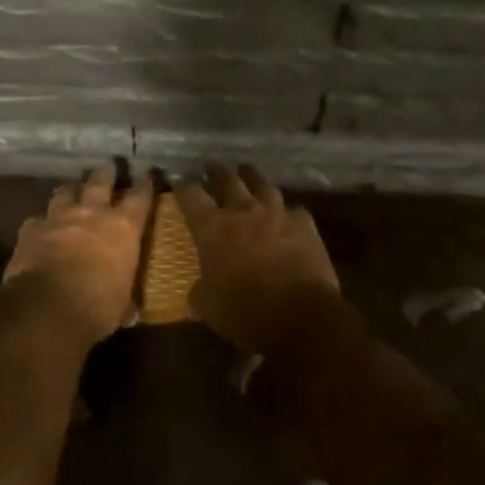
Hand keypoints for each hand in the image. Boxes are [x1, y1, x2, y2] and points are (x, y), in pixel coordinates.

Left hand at [2, 165, 152, 343]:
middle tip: (108, 166)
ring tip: (73, 189)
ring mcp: (59, 217)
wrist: (46, 307)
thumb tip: (131, 311)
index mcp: (123, 228)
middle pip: (100, 182)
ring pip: (66, 192)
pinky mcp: (31, 229)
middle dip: (106, 173)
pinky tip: (41, 226)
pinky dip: (42, 222)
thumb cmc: (97, 307)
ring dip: (71, 190)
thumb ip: (126, 298)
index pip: (140, 197)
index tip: (148, 173)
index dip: (146, 184)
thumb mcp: (122, 304)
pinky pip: (38, 219)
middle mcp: (92, 213)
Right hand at [175, 164, 346, 353]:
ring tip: (248, 176)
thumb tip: (194, 296)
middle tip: (213, 169)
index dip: (183, 187)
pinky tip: (287, 216)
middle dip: (218, 172)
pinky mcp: (305, 224)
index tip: (179, 183)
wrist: (301, 315)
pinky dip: (287, 211)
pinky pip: (294, 209)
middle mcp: (243, 211)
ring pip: (262, 185)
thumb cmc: (245, 311)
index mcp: (213, 227)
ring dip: (252, 179)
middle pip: (228, 179)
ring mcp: (277, 213)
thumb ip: (199, 295)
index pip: (191, 195)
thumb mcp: (209, 308)